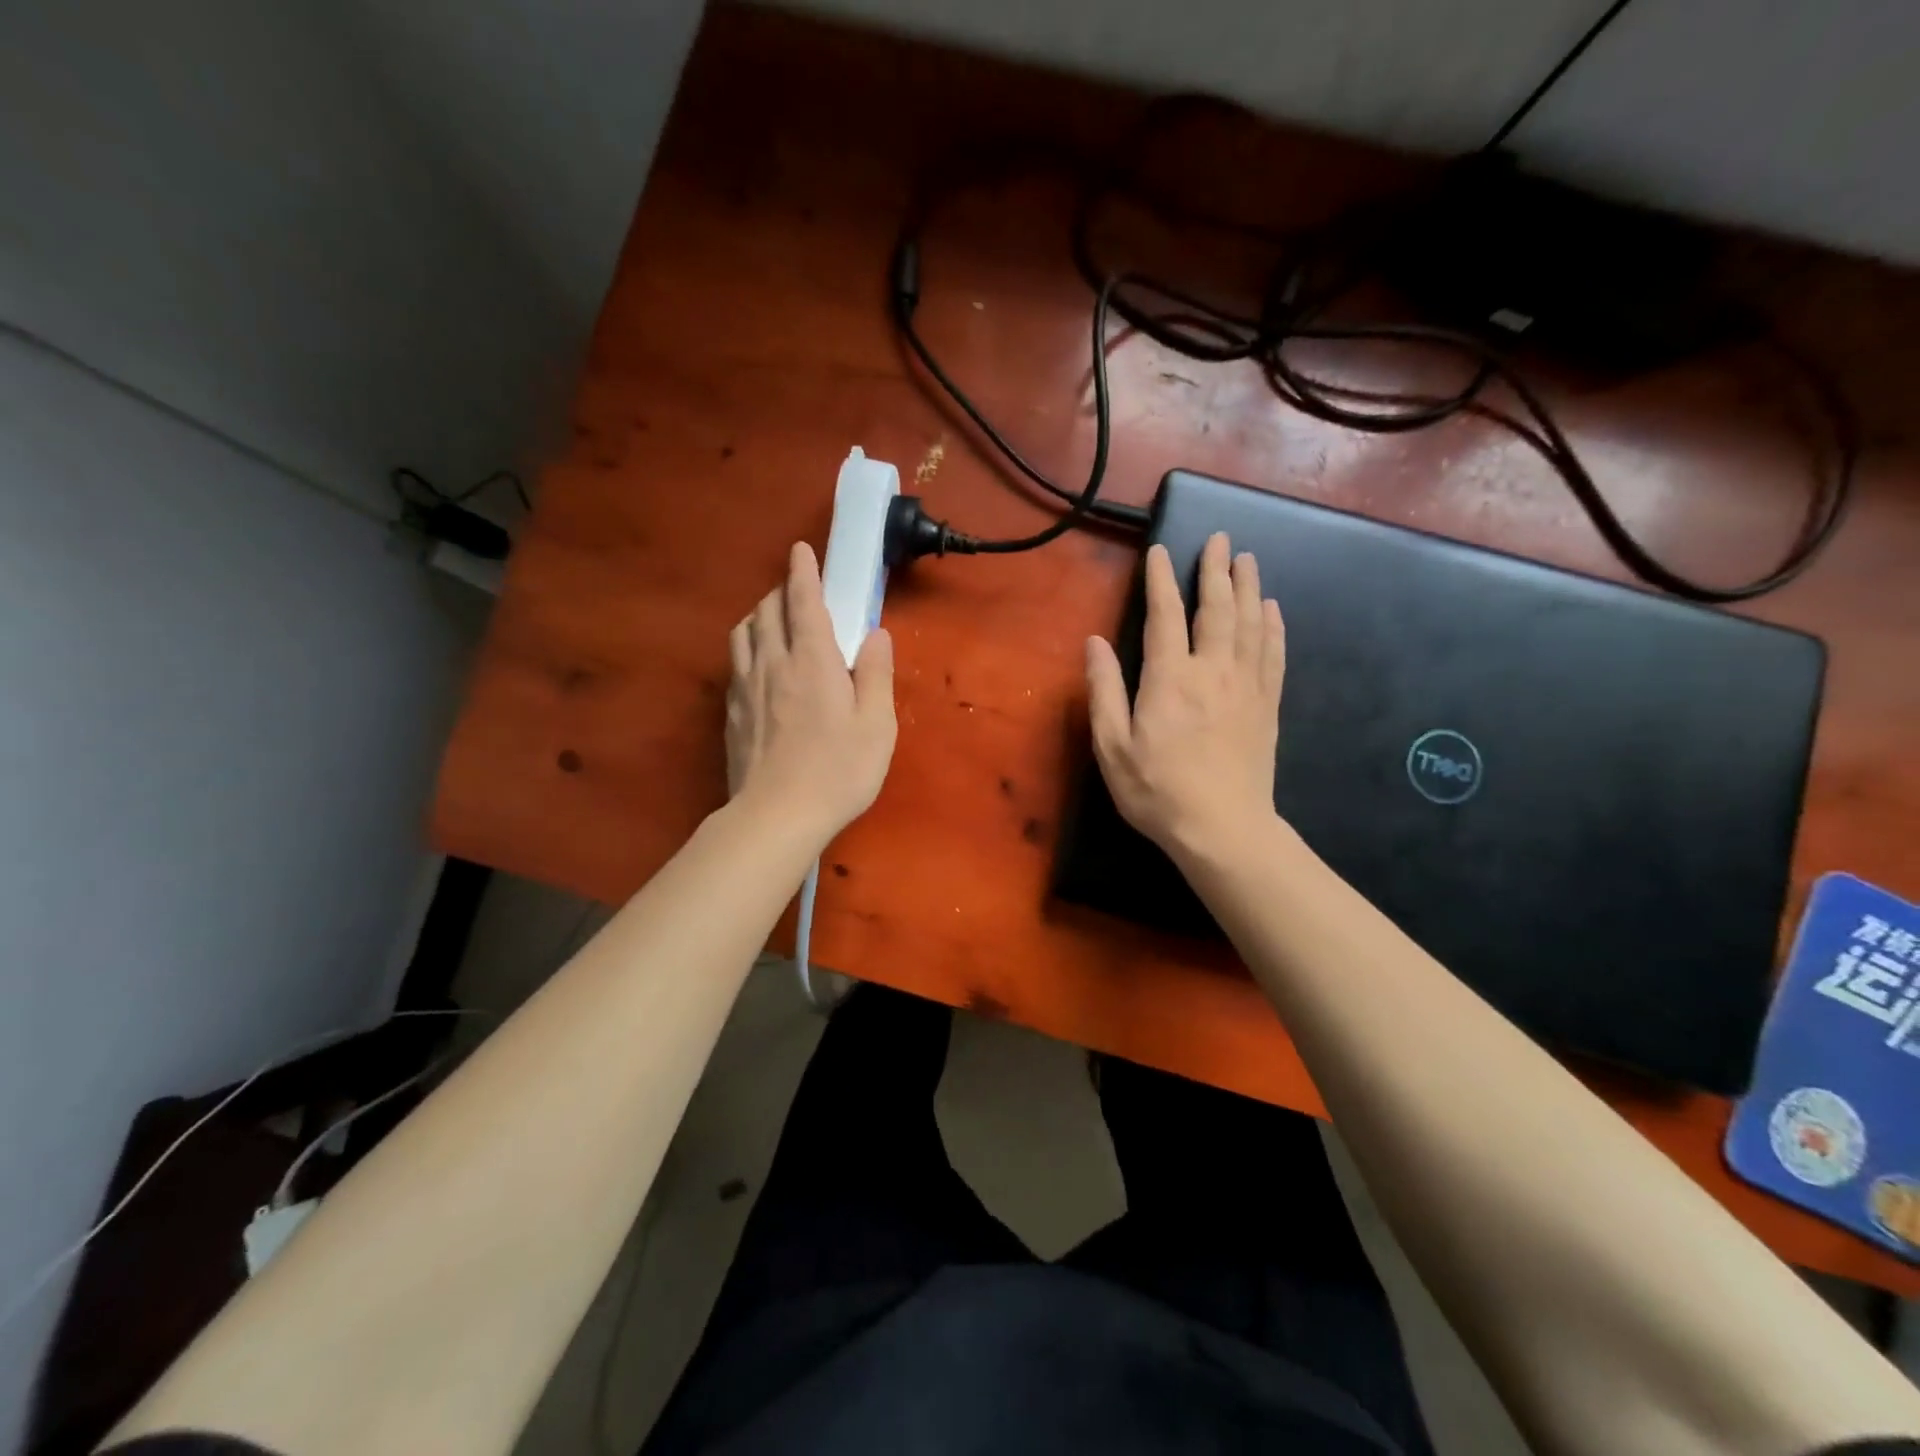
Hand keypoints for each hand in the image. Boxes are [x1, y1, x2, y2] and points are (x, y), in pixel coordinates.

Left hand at [726, 542, 896, 841]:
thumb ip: (876, 674)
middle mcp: (773, 663)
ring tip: (774, 623)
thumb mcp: (877, 725)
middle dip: (781, 592)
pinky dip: (748, 648)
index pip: (803, 601)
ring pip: (743, 633)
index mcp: (813, 661)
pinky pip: (735, 663)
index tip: (801, 549)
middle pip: (767, 610)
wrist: (776, 815)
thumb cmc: (838, 771)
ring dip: (759, 616)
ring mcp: (746, 687)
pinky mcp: (732, 712)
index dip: (803, 571)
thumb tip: (876, 634)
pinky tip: (759, 666)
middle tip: (798, 593)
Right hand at [1086, 533, 1285, 860]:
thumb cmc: (1158, 790)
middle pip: (1217, 609)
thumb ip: (1104, 691)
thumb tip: (1094, 642)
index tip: (1160, 552)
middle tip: (1222, 538)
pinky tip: (1273, 610)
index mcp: (1170, 678)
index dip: (1161, 580)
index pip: (1165, 616)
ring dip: (1249, 587)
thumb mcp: (1112, 746)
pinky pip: (1274, 655)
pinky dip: (1274, 627)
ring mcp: (1246, 687)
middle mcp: (1213, 671)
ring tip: (1248, 559)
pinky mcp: (1267, 706)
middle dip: (1217, 570)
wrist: (1224, 829)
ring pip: (1251, 624)